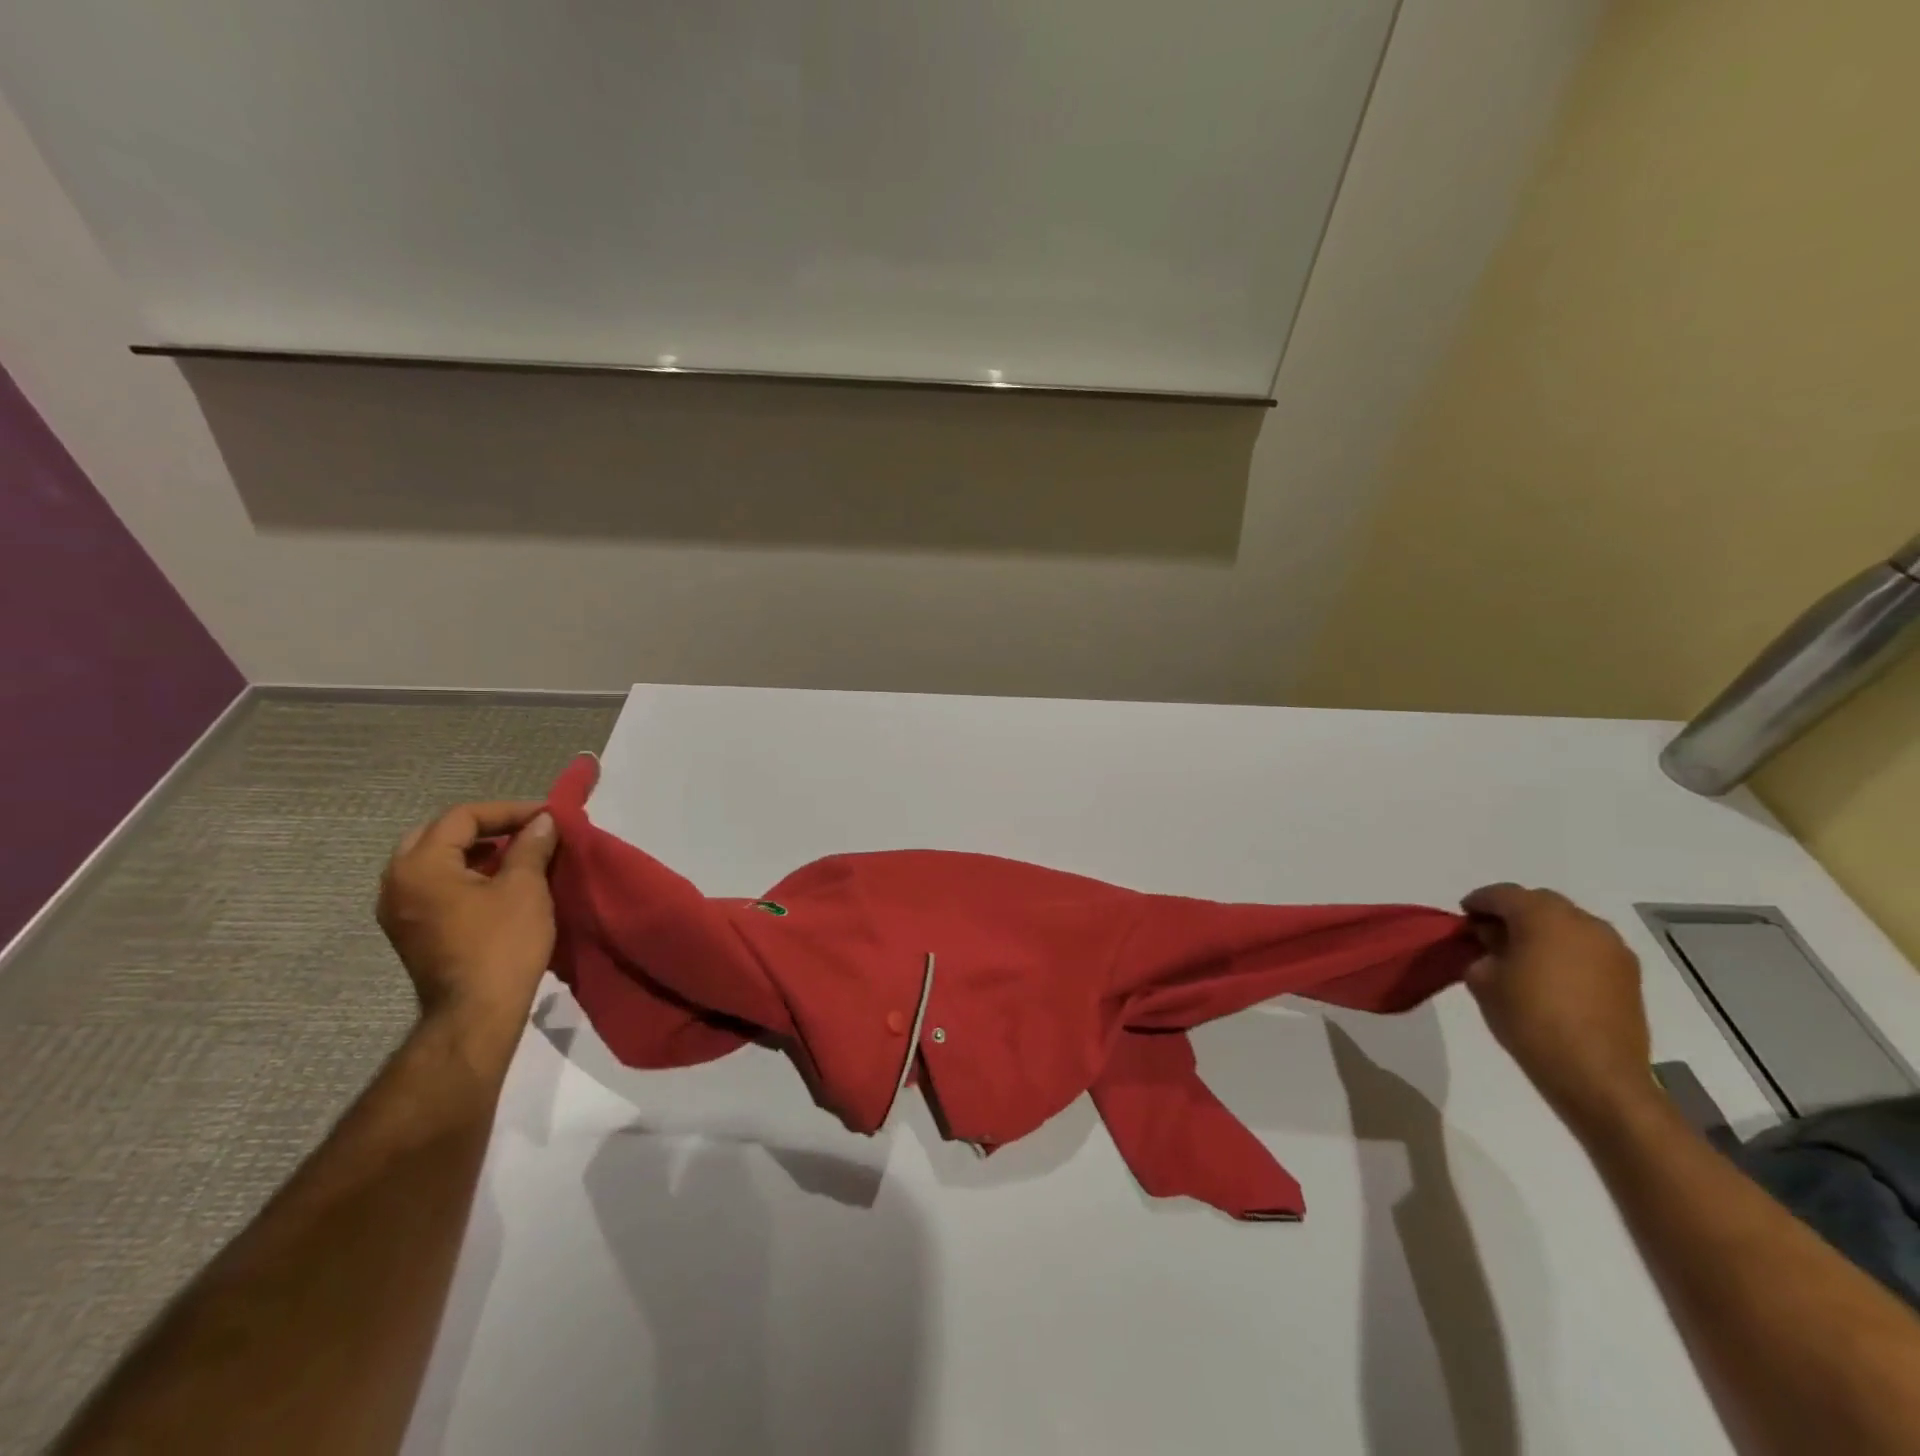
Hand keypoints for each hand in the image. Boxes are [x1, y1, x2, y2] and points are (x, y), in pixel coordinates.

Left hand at [377, 801, 558, 1043]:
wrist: (476, 1013)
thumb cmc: (501, 943)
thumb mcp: (525, 887)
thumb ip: (531, 846)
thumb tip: (543, 821)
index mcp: (418, 865)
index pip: (462, 817)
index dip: (508, 811)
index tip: (548, 817)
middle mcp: (396, 882)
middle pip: (438, 834)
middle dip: (485, 826)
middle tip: (525, 830)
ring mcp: (398, 910)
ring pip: (433, 860)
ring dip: (474, 850)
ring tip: (517, 853)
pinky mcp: (411, 930)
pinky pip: (433, 885)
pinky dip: (464, 873)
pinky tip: (497, 882)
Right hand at [1461, 884, 1654, 1130]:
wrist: (1595, 1074)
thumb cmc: (1529, 1019)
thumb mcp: (1482, 980)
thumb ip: (1482, 951)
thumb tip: (1491, 943)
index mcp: (1543, 917)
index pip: (1502, 894)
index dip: (1478, 902)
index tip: (1463, 919)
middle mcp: (1583, 922)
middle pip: (1539, 903)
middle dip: (1512, 913)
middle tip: (1489, 935)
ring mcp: (1612, 948)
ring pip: (1568, 923)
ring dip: (1542, 930)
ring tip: (1521, 955)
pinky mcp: (1628, 974)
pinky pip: (1588, 946)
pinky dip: (1566, 950)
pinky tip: (1551, 974)